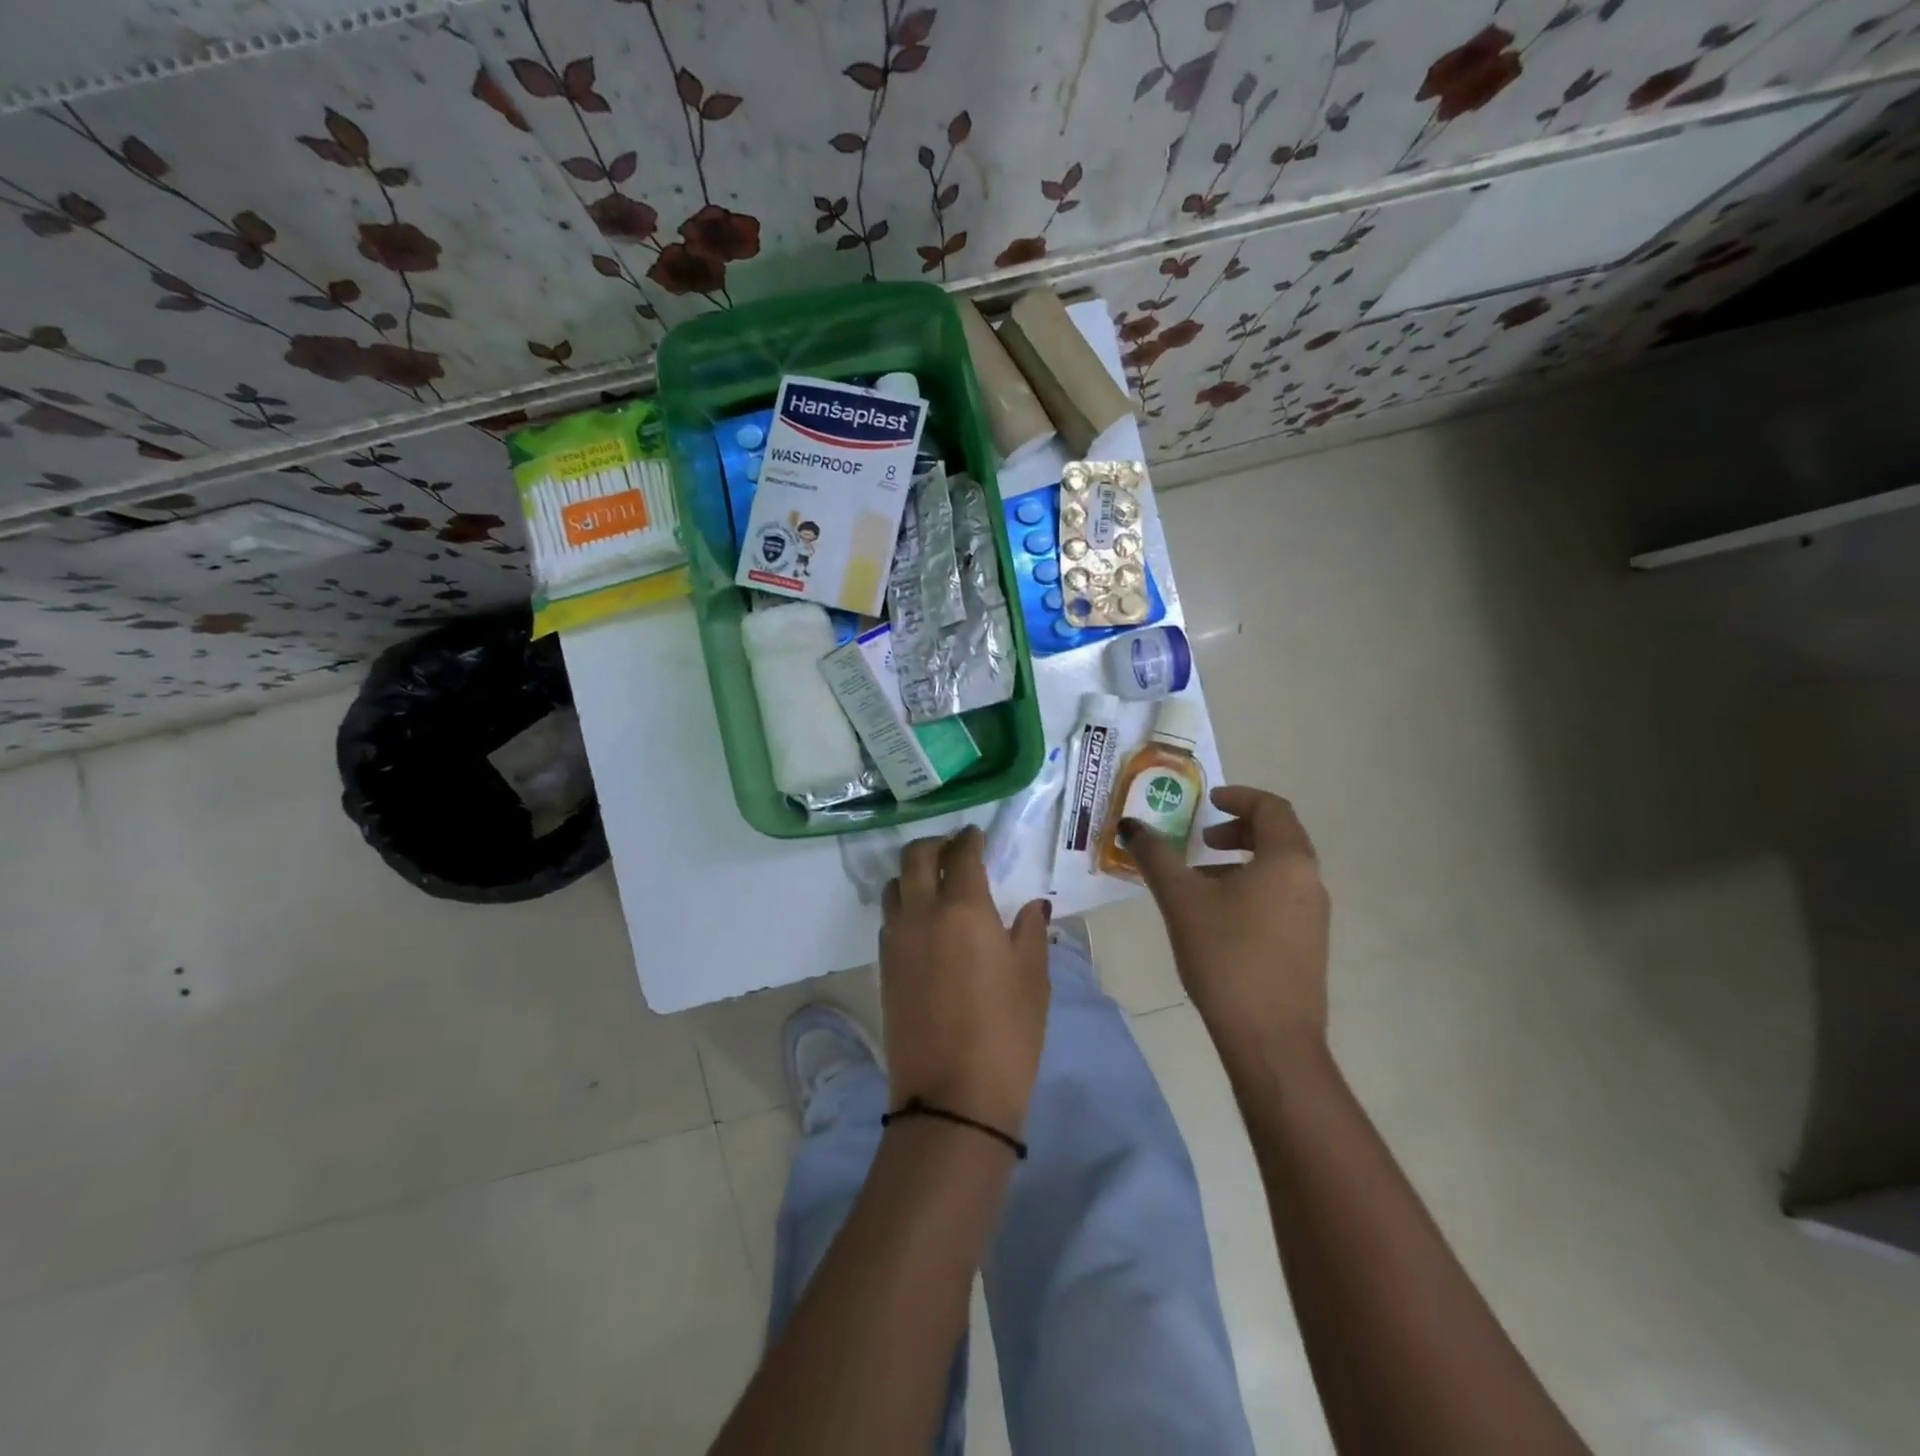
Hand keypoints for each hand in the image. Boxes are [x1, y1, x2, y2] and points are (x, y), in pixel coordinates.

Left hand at [880, 827, 1051, 1133]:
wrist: (952, 1097)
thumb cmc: (1006, 1033)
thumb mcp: (1032, 978)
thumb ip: (1029, 932)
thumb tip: (1031, 905)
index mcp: (964, 909)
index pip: (962, 855)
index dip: (969, 839)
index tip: (976, 835)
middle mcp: (922, 913)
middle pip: (916, 857)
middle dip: (935, 845)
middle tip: (954, 850)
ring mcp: (896, 939)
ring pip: (895, 885)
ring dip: (913, 873)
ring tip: (935, 883)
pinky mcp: (883, 965)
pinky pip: (889, 917)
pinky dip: (904, 904)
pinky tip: (924, 921)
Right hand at [1125, 786, 1330, 1061]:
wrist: (1271, 1039)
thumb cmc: (1226, 956)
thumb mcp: (1181, 901)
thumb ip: (1156, 856)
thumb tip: (1131, 825)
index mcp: (1287, 860)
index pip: (1271, 807)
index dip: (1238, 797)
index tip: (1208, 802)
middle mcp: (1310, 881)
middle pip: (1279, 836)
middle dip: (1237, 830)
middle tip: (1201, 840)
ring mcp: (1315, 916)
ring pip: (1279, 869)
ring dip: (1242, 861)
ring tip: (1201, 881)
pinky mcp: (1309, 944)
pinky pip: (1282, 896)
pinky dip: (1252, 888)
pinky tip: (1219, 918)